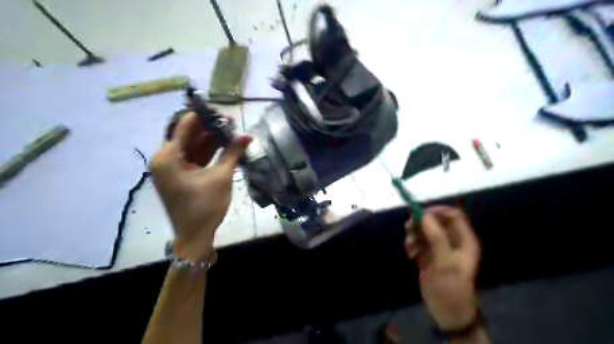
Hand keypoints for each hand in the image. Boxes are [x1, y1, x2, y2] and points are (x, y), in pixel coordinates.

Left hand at [150, 111, 250, 262]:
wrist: (195, 236)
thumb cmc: (205, 206)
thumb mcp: (221, 176)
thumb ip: (233, 153)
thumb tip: (248, 135)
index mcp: (167, 158)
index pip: (185, 127)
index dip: (204, 117)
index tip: (221, 110)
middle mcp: (164, 159)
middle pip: (189, 136)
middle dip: (210, 129)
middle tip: (230, 122)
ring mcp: (171, 168)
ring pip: (192, 147)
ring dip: (211, 140)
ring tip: (231, 131)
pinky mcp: (179, 176)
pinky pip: (193, 158)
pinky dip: (208, 153)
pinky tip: (224, 146)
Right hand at [407, 207, 481, 329]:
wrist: (447, 314)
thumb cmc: (451, 288)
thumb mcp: (445, 263)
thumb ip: (436, 237)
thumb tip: (424, 215)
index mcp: (464, 240)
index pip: (453, 215)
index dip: (437, 211)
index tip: (420, 214)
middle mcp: (452, 241)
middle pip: (435, 221)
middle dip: (421, 223)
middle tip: (408, 228)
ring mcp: (439, 248)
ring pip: (424, 231)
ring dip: (414, 234)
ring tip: (409, 246)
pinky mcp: (428, 255)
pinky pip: (418, 242)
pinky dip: (412, 244)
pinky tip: (410, 254)